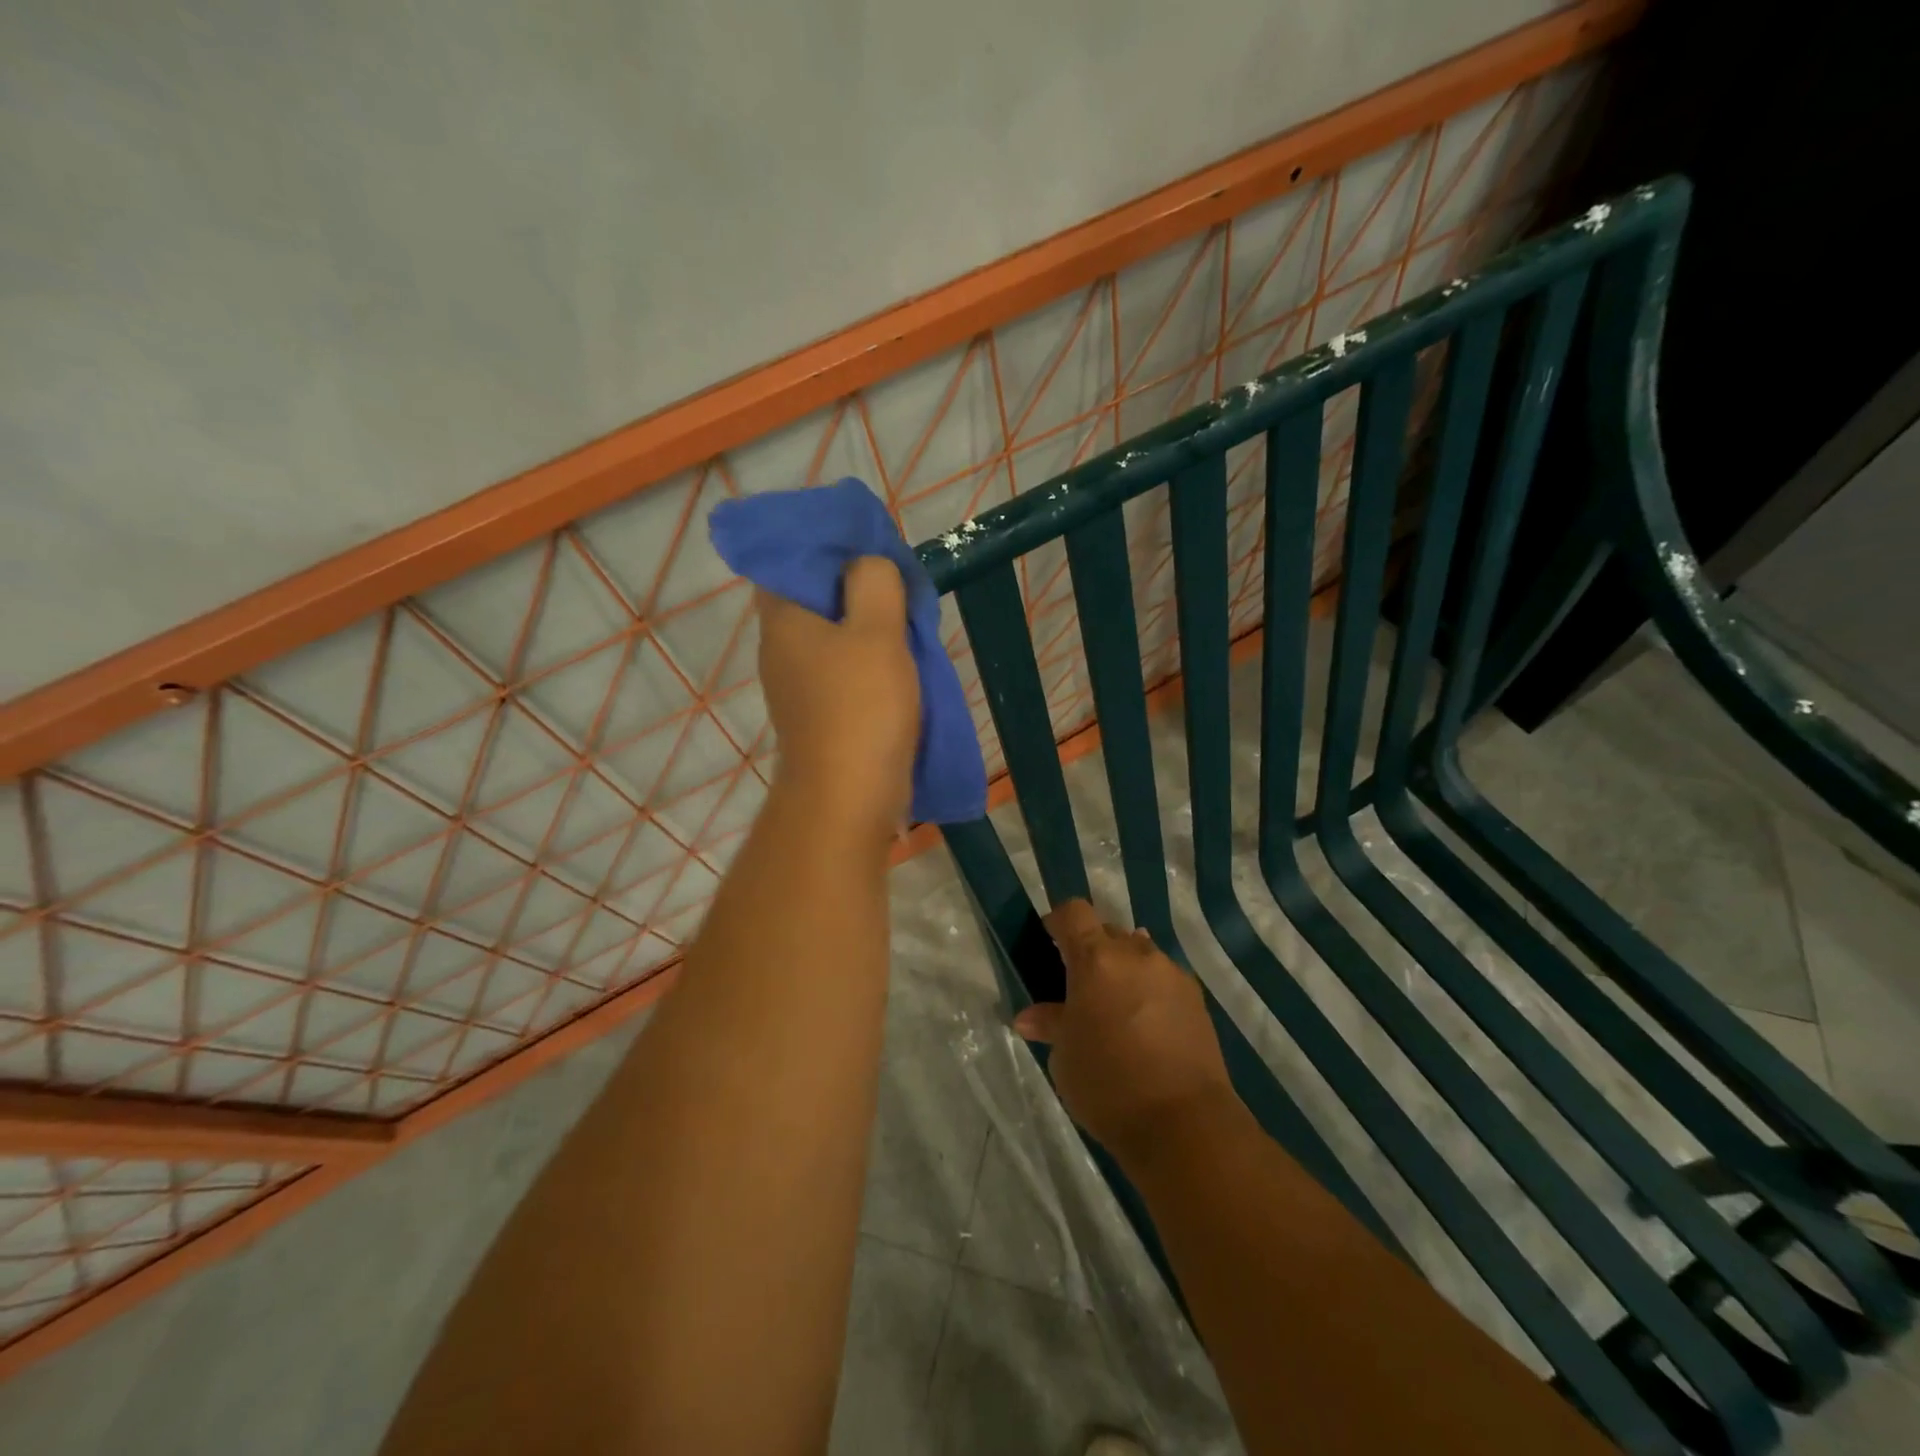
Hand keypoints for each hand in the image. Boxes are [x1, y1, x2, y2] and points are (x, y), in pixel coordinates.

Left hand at [757, 556, 918, 842]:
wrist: (848, 799)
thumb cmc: (861, 709)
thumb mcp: (877, 632)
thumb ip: (875, 583)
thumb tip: (868, 566)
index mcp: (784, 619)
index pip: (790, 559)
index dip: (828, 545)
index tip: (869, 547)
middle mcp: (782, 647)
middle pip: (815, 596)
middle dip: (857, 585)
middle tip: (899, 581)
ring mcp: (799, 684)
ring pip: (833, 634)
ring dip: (869, 624)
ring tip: (908, 618)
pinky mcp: (819, 712)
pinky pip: (843, 668)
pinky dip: (869, 658)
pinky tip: (901, 661)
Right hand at [1013, 900, 1240, 1163]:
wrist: (1184, 1123)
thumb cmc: (1109, 1085)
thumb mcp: (1065, 1056)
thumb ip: (1050, 1023)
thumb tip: (1028, 1017)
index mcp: (1096, 959)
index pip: (1073, 912)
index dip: (1058, 922)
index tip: (1050, 946)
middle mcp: (1136, 954)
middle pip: (1107, 931)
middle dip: (1091, 950)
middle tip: (1080, 988)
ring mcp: (1171, 974)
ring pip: (1139, 953)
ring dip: (1123, 969)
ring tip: (1116, 1008)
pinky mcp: (1197, 998)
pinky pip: (1164, 978)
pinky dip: (1150, 990)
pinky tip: (1146, 1026)